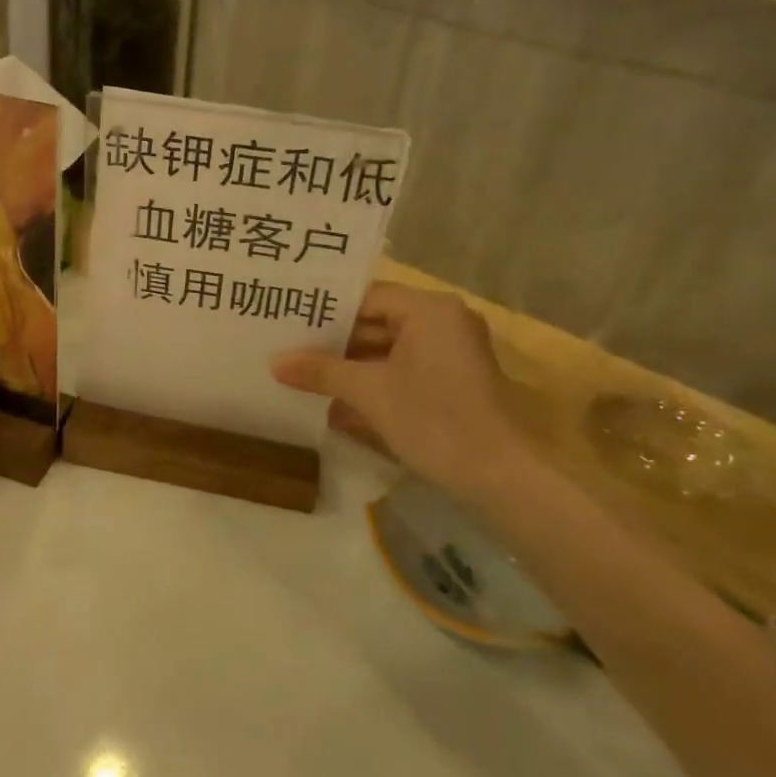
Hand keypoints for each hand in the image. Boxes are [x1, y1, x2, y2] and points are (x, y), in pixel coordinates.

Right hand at [271, 283, 535, 495]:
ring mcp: (450, 355)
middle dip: (333, 342)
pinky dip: (372, 383)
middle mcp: (444, 323)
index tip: (287, 322)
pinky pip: (403, 372)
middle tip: (287, 349)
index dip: (325, 311)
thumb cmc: (434, 420)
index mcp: (429, 310)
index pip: (366, 297)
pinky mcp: (452, 384)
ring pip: (388, 351)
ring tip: (301, 374)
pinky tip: (335, 401)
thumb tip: (274, 362)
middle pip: (376, 322)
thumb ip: (320, 371)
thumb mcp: (369, 392)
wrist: (501, 479)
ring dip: (349, 366)